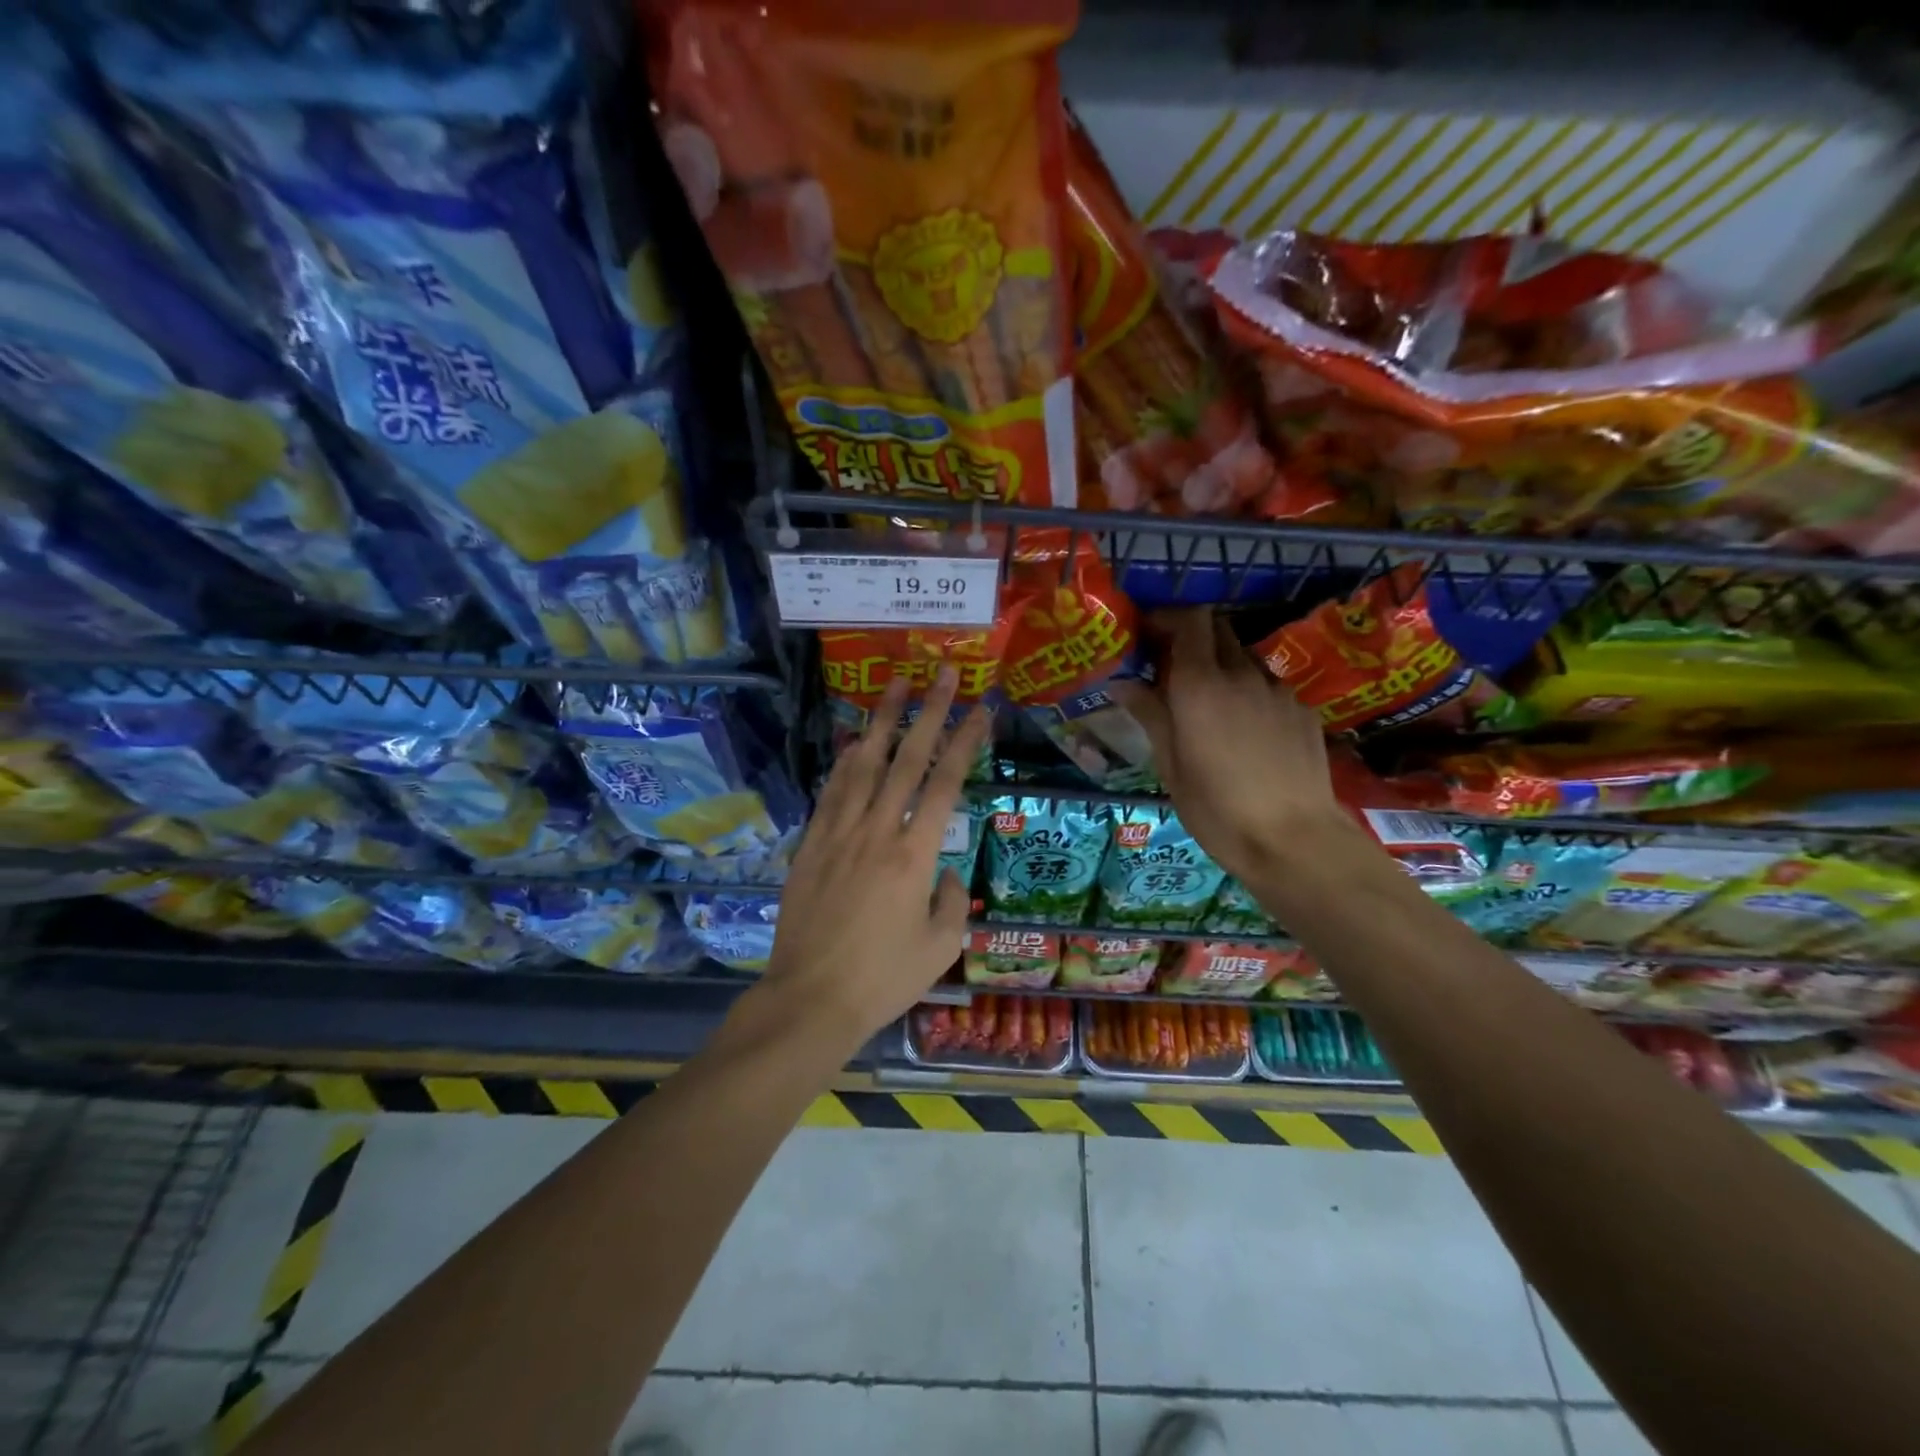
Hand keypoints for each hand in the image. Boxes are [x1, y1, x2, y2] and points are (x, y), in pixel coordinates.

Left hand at [762, 667, 988, 1050]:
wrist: (811, 999)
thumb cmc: (883, 978)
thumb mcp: (939, 947)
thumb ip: (952, 901)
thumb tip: (947, 873)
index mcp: (916, 854)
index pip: (946, 783)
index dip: (965, 741)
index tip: (979, 708)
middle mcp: (878, 831)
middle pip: (907, 759)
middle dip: (927, 711)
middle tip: (940, 673)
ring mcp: (839, 834)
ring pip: (865, 765)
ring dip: (882, 722)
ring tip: (895, 686)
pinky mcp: (811, 845)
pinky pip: (831, 792)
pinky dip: (845, 762)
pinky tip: (854, 742)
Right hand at [1114, 610, 1347, 883]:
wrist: (1293, 840)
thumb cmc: (1217, 808)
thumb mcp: (1170, 765)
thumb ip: (1150, 714)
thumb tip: (1122, 683)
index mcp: (1201, 684)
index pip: (1190, 620)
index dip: (1168, 619)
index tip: (1149, 637)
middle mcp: (1242, 674)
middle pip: (1218, 630)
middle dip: (1193, 639)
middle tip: (1173, 671)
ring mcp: (1278, 690)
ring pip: (1244, 659)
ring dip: (1222, 668)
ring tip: (1210, 708)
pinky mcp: (1303, 710)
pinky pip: (1269, 687)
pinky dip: (1250, 694)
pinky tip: (1246, 733)